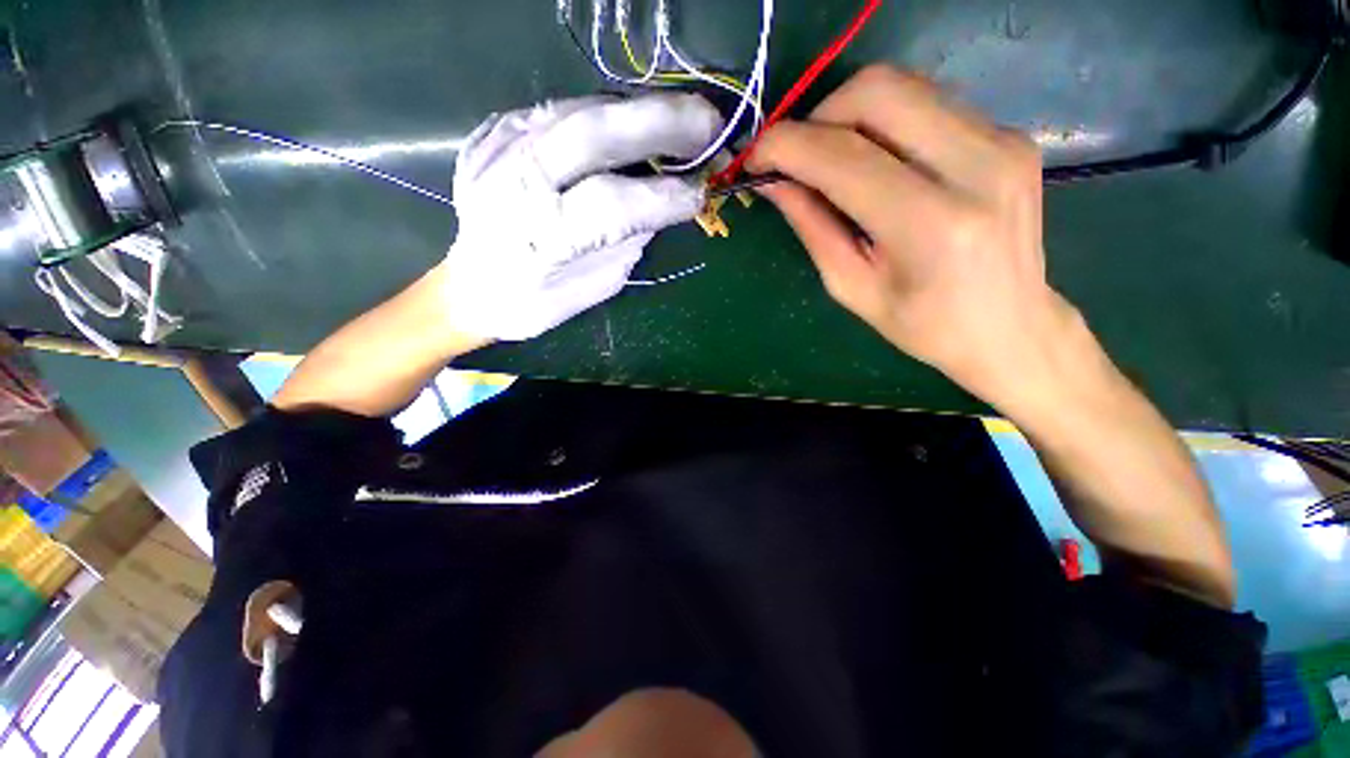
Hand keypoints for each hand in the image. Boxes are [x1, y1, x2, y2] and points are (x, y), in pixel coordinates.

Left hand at [443, 94, 722, 341]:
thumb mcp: (595, 285)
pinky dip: (597, 115)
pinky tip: (622, 126)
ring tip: (674, 120)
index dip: (665, 196)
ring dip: (634, 112)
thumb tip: (661, 202)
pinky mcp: (491, 137)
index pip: (614, 205)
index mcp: (542, 239)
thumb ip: (627, 241)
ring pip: (575, 110)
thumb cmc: (536, 303)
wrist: (470, 288)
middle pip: (592, 134)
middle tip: (708, 123)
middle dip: (660, 123)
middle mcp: (515, 186)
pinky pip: (553, 112)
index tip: (703, 193)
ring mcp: (497, 152)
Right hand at [749, 66, 1079, 410]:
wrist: (1011, 327)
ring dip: (849, 114)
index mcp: (931, 225)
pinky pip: (928, 101)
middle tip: (797, 157)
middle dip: (819, 116)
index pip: (843, 156)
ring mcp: (1001, 141)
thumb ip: (813, 228)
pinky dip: (884, 121)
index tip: (755, 157)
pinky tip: (875, 160)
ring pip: (903, 85)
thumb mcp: (852, 288)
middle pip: (878, 92)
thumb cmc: (923, 326)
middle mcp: (976, 167)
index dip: (786, 147)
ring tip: (830, 159)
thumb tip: (774, 183)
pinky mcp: (1009, 134)